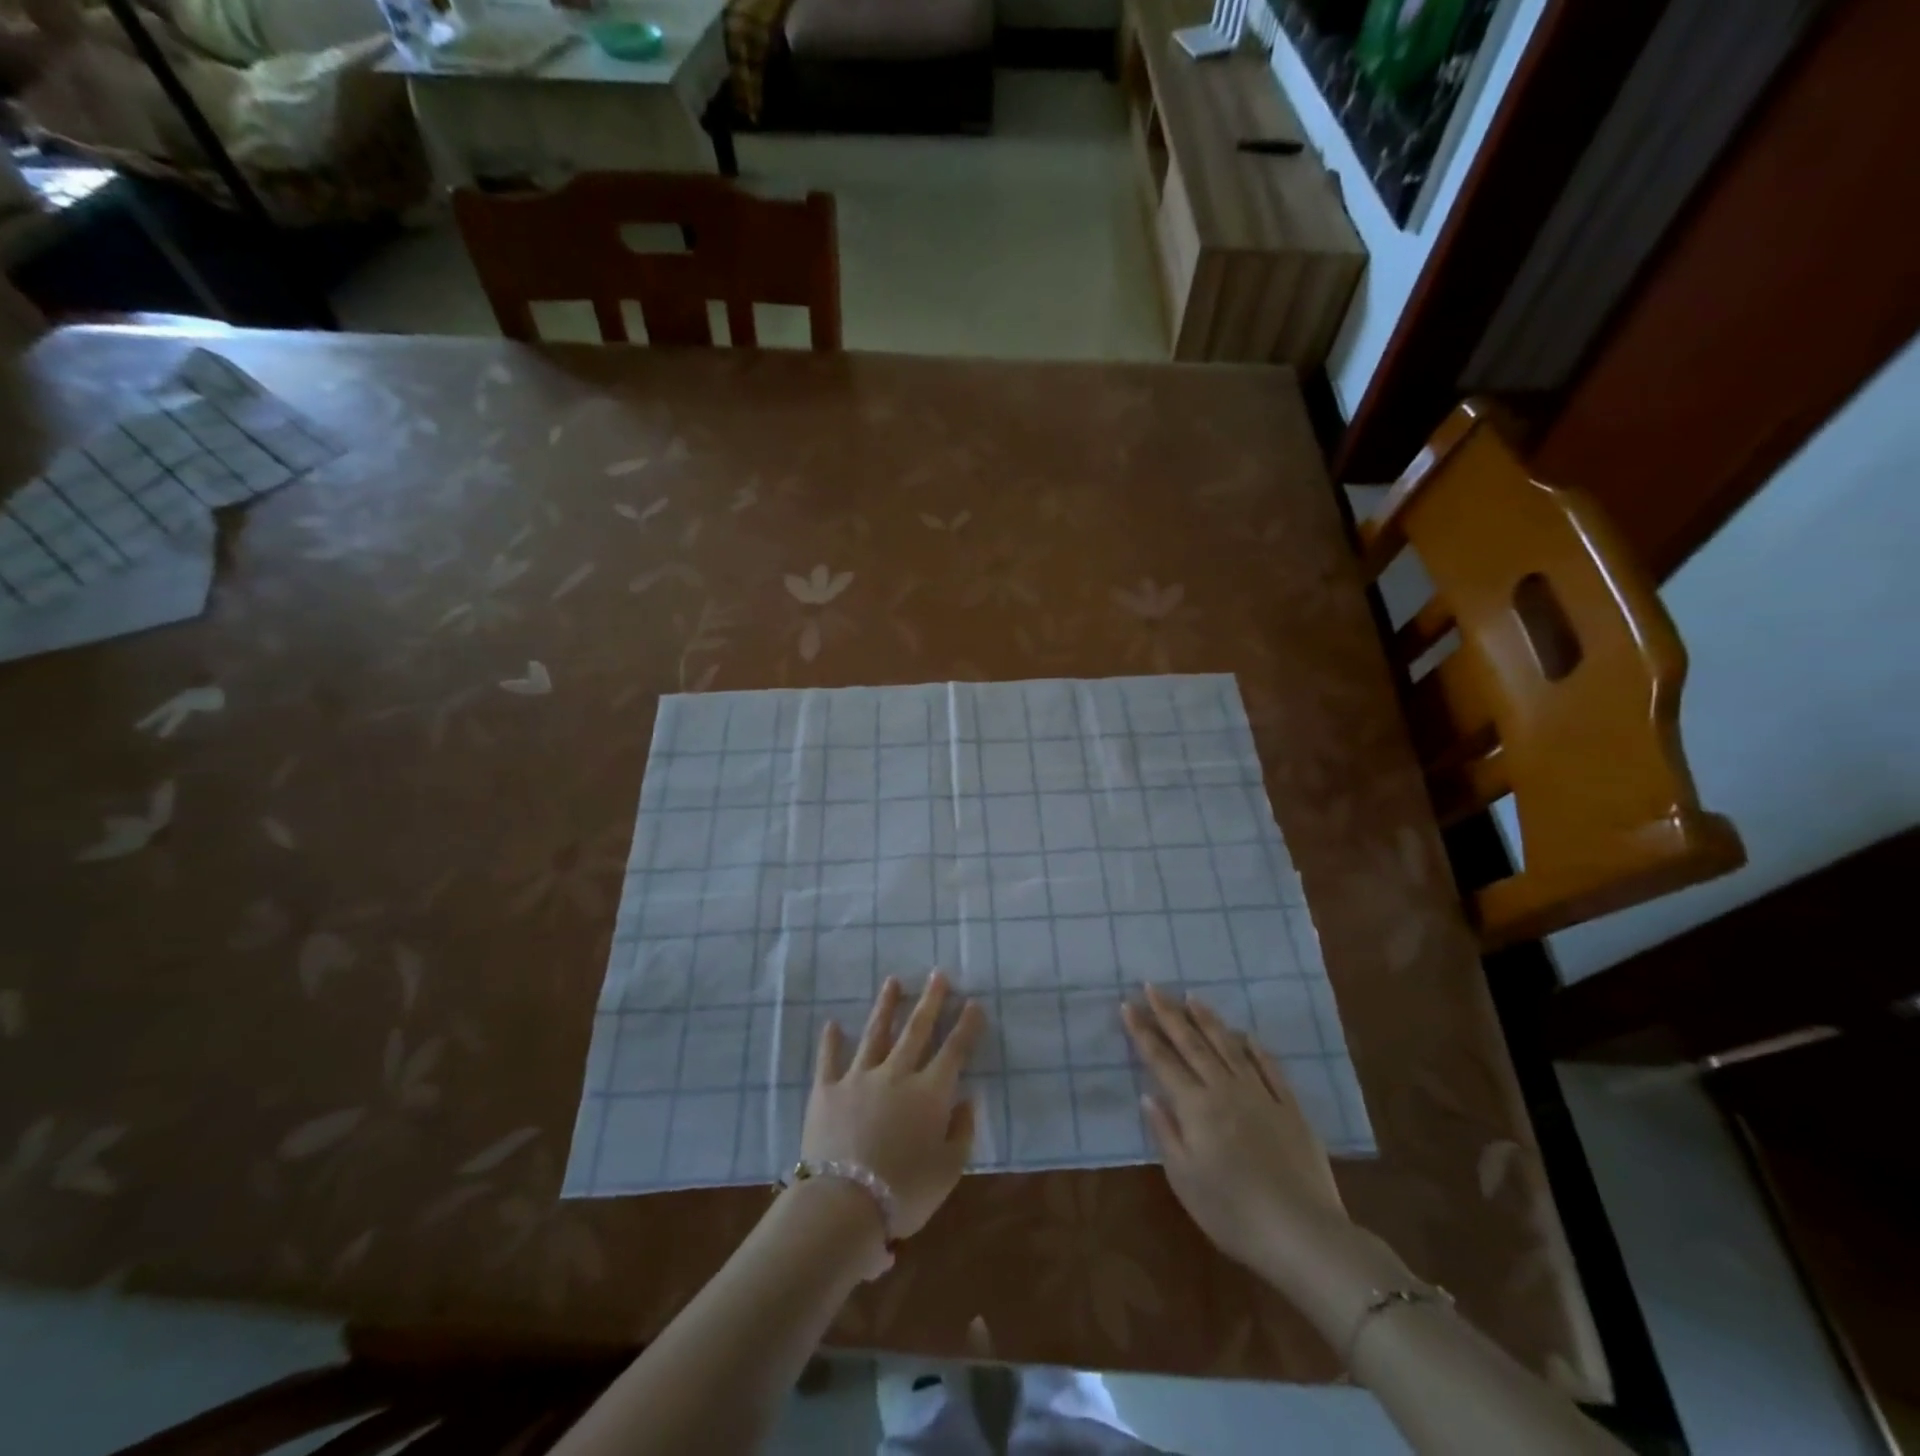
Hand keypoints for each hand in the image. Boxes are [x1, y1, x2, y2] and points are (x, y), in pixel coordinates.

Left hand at [803, 971, 985, 1241]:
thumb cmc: (905, 1192)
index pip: (954, 1050)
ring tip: (893, 981)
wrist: (844, 1203)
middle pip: (916, 1029)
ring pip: (876, 1033)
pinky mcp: (827, 1090)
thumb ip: (962, 1132)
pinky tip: (832, 1023)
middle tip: (937, 974)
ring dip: (886, 1006)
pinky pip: (829, 1059)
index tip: (974, 1002)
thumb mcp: (949, 1170)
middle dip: (930, 1000)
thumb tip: (967, 1100)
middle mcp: (897, 1074)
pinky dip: (831, 1041)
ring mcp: (859, 1077)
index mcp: (930, 1093)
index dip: (966, 1026)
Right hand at [1123, 985, 1351, 1281]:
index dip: (1143, 1032)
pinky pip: (1270, 1068)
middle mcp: (1225, 1090)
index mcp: (1196, 1107)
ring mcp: (1260, 1095)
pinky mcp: (1289, 1108)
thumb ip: (1165, 1133)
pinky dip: (1256, 1048)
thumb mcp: (1184, 1179)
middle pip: (1192, 1044)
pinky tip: (1247, 1035)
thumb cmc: (1233, 1213)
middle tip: (1152, 986)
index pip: (1162, 1061)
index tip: (1128, 1005)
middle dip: (1169, 1013)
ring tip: (1192, 997)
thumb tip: (1149, 1095)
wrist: (1302, 1234)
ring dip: (1208, 1020)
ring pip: (1229, 1047)